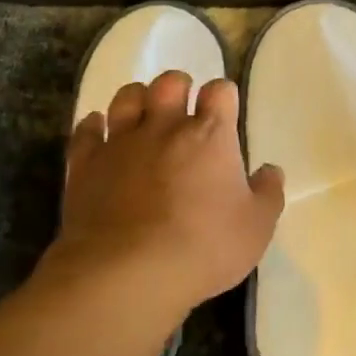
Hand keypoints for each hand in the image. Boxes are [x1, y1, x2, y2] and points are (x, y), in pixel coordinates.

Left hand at [50, 70, 284, 315]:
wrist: (127, 272)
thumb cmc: (204, 247)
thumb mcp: (256, 228)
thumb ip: (268, 194)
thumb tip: (270, 171)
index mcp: (210, 135)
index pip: (220, 92)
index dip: (223, 96)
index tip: (225, 111)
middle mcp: (164, 127)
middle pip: (169, 83)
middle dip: (179, 87)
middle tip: (183, 106)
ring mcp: (120, 143)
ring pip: (126, 97)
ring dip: (137, 99)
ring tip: (143, 114)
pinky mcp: (85, 164)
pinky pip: (86, 130)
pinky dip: (93, 125)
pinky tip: (98, 129)